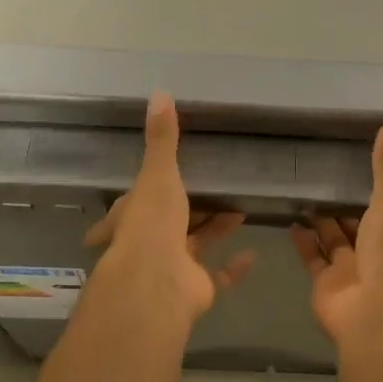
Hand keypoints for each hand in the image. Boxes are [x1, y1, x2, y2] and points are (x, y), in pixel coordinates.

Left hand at [83, 92, 253, 323]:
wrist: (158, 283)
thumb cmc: (152, 222)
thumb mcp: (158, 173)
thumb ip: (162, 138)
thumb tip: (159, 93)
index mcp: (133, 216)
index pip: (131, 204)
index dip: (137, 197)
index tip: (145, 188)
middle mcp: (148, 243)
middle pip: (167, 224)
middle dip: (184, 212)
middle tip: (208, 192)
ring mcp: (172, 268)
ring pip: (195, 245)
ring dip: (214, 229)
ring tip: (238, 209)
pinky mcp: (195, 288)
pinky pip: (218, 275)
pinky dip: (233, 267)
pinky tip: (252, 252)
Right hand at [292, 121, 382, 347]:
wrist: (374, 314)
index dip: (371, 186)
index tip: (354, 161)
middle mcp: (373, 250)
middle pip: (356, 223)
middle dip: (342, 204)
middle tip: (320, 174)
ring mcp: (348, 269)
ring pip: (332, 239)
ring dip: (320, 221)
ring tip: (301, 192)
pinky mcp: (324, 283)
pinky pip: (312, 257)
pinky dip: (302, 241)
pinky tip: (291, 221)